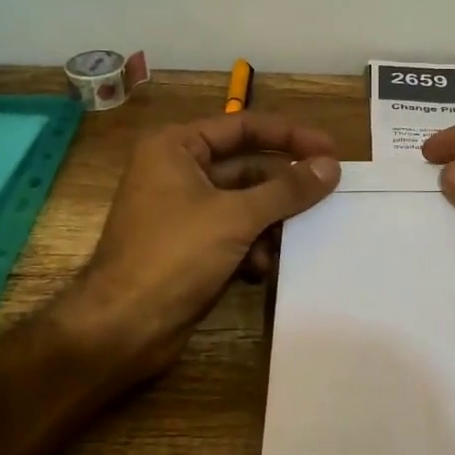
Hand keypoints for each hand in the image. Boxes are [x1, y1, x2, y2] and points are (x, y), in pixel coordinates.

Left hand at [53, 113, 341, 388]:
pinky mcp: (189, 246)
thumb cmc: (174, 255)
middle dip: (284, 186)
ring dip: (271, 221)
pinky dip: (253, 246)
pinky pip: (233, 233)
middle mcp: (178, 171)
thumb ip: (287, 190)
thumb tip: (331, 166)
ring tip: (298, 236)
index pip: (244, 127)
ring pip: (245, 203)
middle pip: (248, 166)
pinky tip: (263, 268)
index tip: (331, 150)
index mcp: (177, 147)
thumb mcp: (236, 216)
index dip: (291, 136)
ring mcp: (183, 211)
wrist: (122, 327)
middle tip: (329, 193)